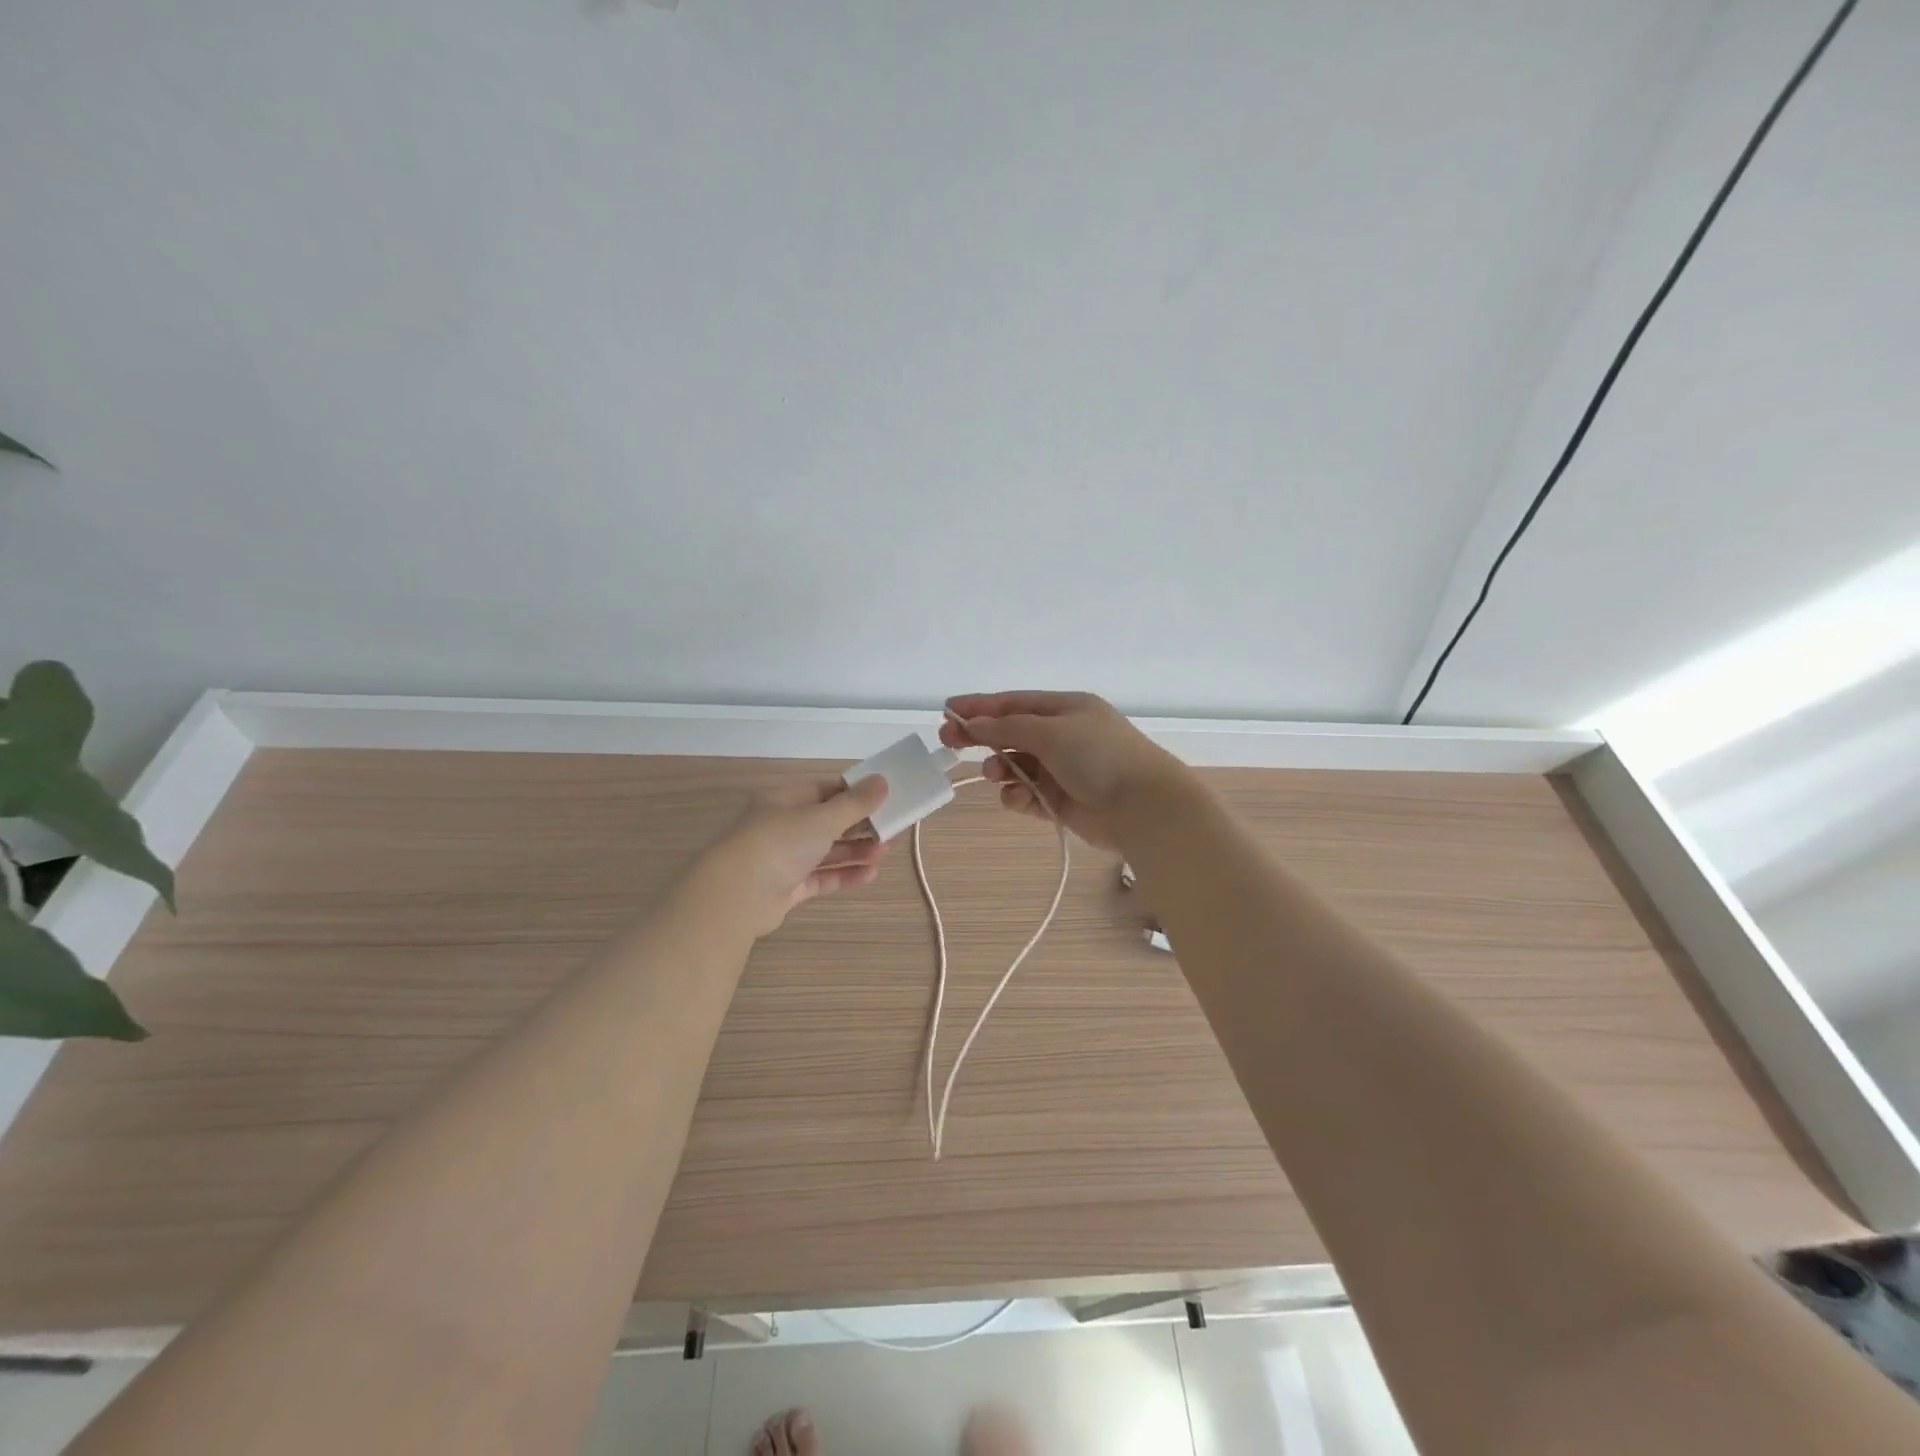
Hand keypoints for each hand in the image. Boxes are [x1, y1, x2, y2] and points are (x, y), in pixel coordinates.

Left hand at [703, 775, 890, 936]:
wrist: (737, 895)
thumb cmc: (780, 842)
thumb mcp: (823, 817)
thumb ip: (855, 803)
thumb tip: (883, 780)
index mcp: (785, 799)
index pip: (825, 790)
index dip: (854, 793)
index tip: (883, 798)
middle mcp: (783, 826)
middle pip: (827, 821)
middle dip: (860, 825)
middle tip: (891, 828)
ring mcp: (783, 858)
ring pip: (826, 850)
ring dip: (856, 850)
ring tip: (886, 851)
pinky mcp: (787, 888)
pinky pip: (821, 877)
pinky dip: (844, 874)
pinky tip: (870, 874)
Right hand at [939, 691, 1185, 851]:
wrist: (1143, 807)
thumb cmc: (1099, 757)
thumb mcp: (1051, 731)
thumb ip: (1007, 727)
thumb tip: (972, 723)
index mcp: (1066, 708)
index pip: (1014, 702)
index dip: (980, 706)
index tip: (947, 711)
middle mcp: (1064, 736)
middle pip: (1011, 732)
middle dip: (982, 737)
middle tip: (949, 742)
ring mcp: (1063, 769)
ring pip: (1017, 765)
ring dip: (1000, 768)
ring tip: (993, 774)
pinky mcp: (1061, 801)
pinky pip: (1028, 794)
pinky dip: (1018, 795)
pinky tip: (1017, 798)